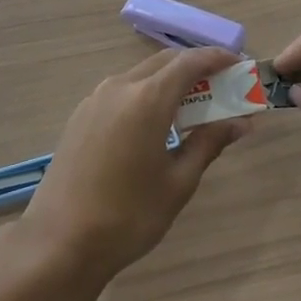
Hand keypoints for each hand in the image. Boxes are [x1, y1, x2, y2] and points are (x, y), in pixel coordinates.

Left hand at [20, 47, 253, 280]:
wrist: (60, 242)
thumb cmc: (129, 216)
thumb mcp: (178, 182)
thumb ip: (208, 143)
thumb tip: (240, 122)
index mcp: (147, 99)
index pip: (189, 62)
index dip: (217, 58)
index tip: (238, 64)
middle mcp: (119, 87)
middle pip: (164, 63)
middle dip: (195, 68)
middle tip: (221, 88)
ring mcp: (95, 100)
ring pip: (140, 76)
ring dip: (169, 82)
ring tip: (191, 108)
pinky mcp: (80, 116)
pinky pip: (121, 92)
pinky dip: (145, 95)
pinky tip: (154, 125)